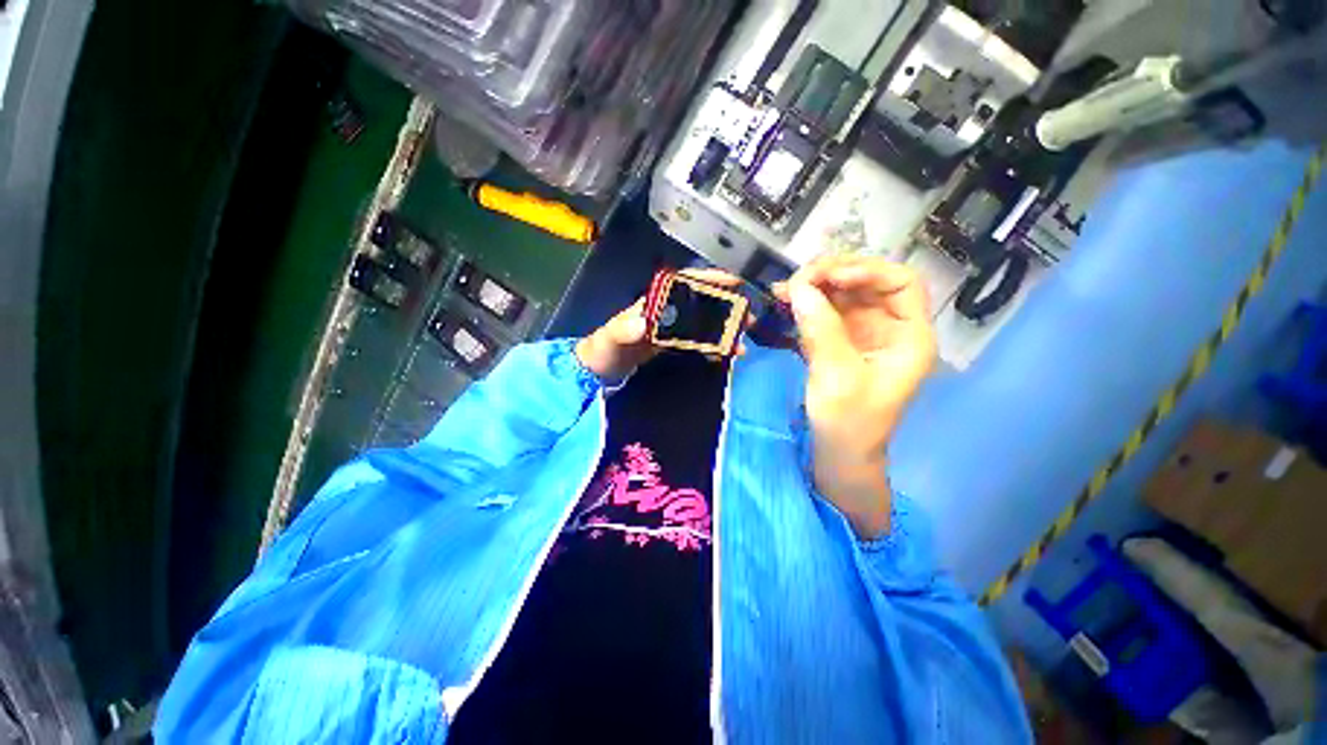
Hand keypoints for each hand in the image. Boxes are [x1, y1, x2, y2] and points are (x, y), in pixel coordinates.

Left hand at [576, 268, 745, 381]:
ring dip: (723, 330)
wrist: (597, 372)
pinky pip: (697, 344)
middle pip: (700, 304)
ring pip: (702, 324)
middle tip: (749, 317)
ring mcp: (670, 330)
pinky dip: (713, 348)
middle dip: (726, 308)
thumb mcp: (608, 339)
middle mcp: (665, 313)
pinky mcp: (671, 347)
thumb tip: (644, 323)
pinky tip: (726, 355)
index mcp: (653, 304)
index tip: (733, 282)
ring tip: (743, 342)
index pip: (684, 284)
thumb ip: (623, 329)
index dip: (708, 280)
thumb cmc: (602, 350)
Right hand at [774, 256, 935, 538]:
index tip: (830, 278)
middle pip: (867, 283)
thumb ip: (820, 329)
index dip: (867, 271)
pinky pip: (825, 312)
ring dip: (814, 286)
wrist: (839, 454)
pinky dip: (806, 303)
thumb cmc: (850, 422)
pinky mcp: (840, 342)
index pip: (900, 283)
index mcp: (909, 336)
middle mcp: (889, 328)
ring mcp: (863, 334)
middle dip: (833, 275)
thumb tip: (797, 287)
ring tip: (785, 289)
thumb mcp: (837, 375)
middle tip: (798, 280)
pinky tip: (785, 301)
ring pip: (843, 294)